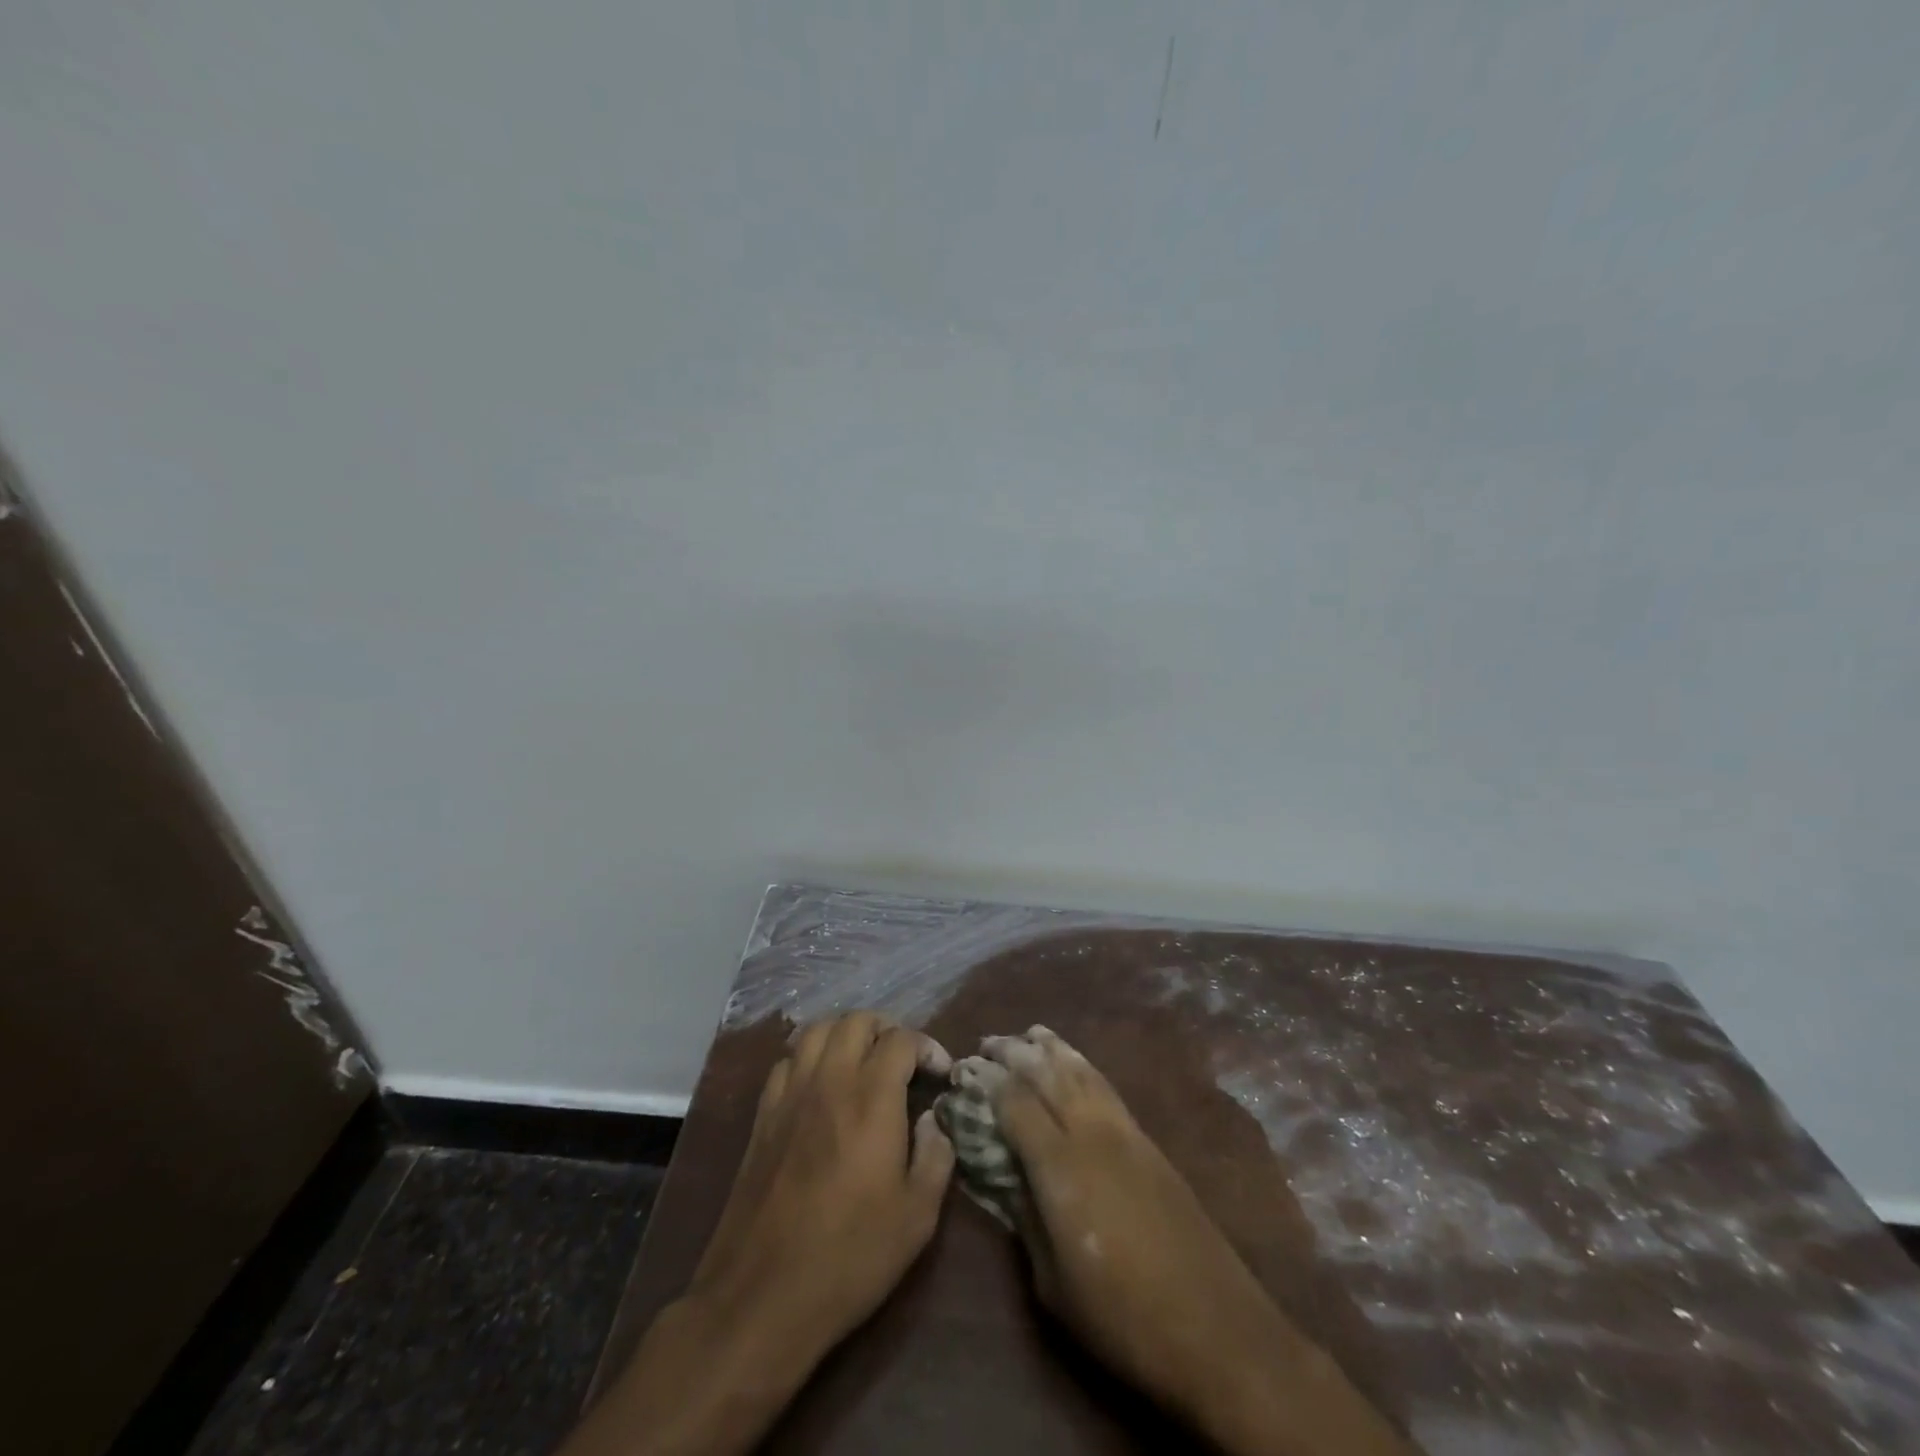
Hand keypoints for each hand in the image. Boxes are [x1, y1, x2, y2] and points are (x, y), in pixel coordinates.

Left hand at [688, 1011, 955, 1347]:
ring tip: (862, 1061)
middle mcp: (829, 1080)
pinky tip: (820, 1084)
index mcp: (872, 1098)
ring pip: (817, 1030)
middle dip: (886, 1029)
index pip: (901, 1039)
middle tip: (903, 1061)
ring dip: (845, 1034)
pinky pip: (786, 1061)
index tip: (940, 1073)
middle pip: (856, 1020)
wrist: (763, 1295)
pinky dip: (809, 1056)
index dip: (927, 1047)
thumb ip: (936, 1156)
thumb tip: (934, 1120)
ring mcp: (790, 1094)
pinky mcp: (763, 1115)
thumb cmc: (850, 1256)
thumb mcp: (917, 1216)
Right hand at [983, 1027, 1412, 1455]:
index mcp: (1060, 1166)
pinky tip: (1075, 1063)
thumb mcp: (1052, 1284)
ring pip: (1081, 1070)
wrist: (1216, 1329)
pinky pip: (1107, 1085)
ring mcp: (1125, 1132)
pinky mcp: (1149, 1141)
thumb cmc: (1122, 1317)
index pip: (1014, 1102)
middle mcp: (1090, 1133)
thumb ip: (1025, 1219)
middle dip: (1014, 1052)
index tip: (964, 1070)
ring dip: (1052, 1048)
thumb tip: (1006, 1176)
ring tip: (1030, 1033)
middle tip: (988, 1042)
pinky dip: (1083, 1064)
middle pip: (1047, 1074)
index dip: (986, 1082)